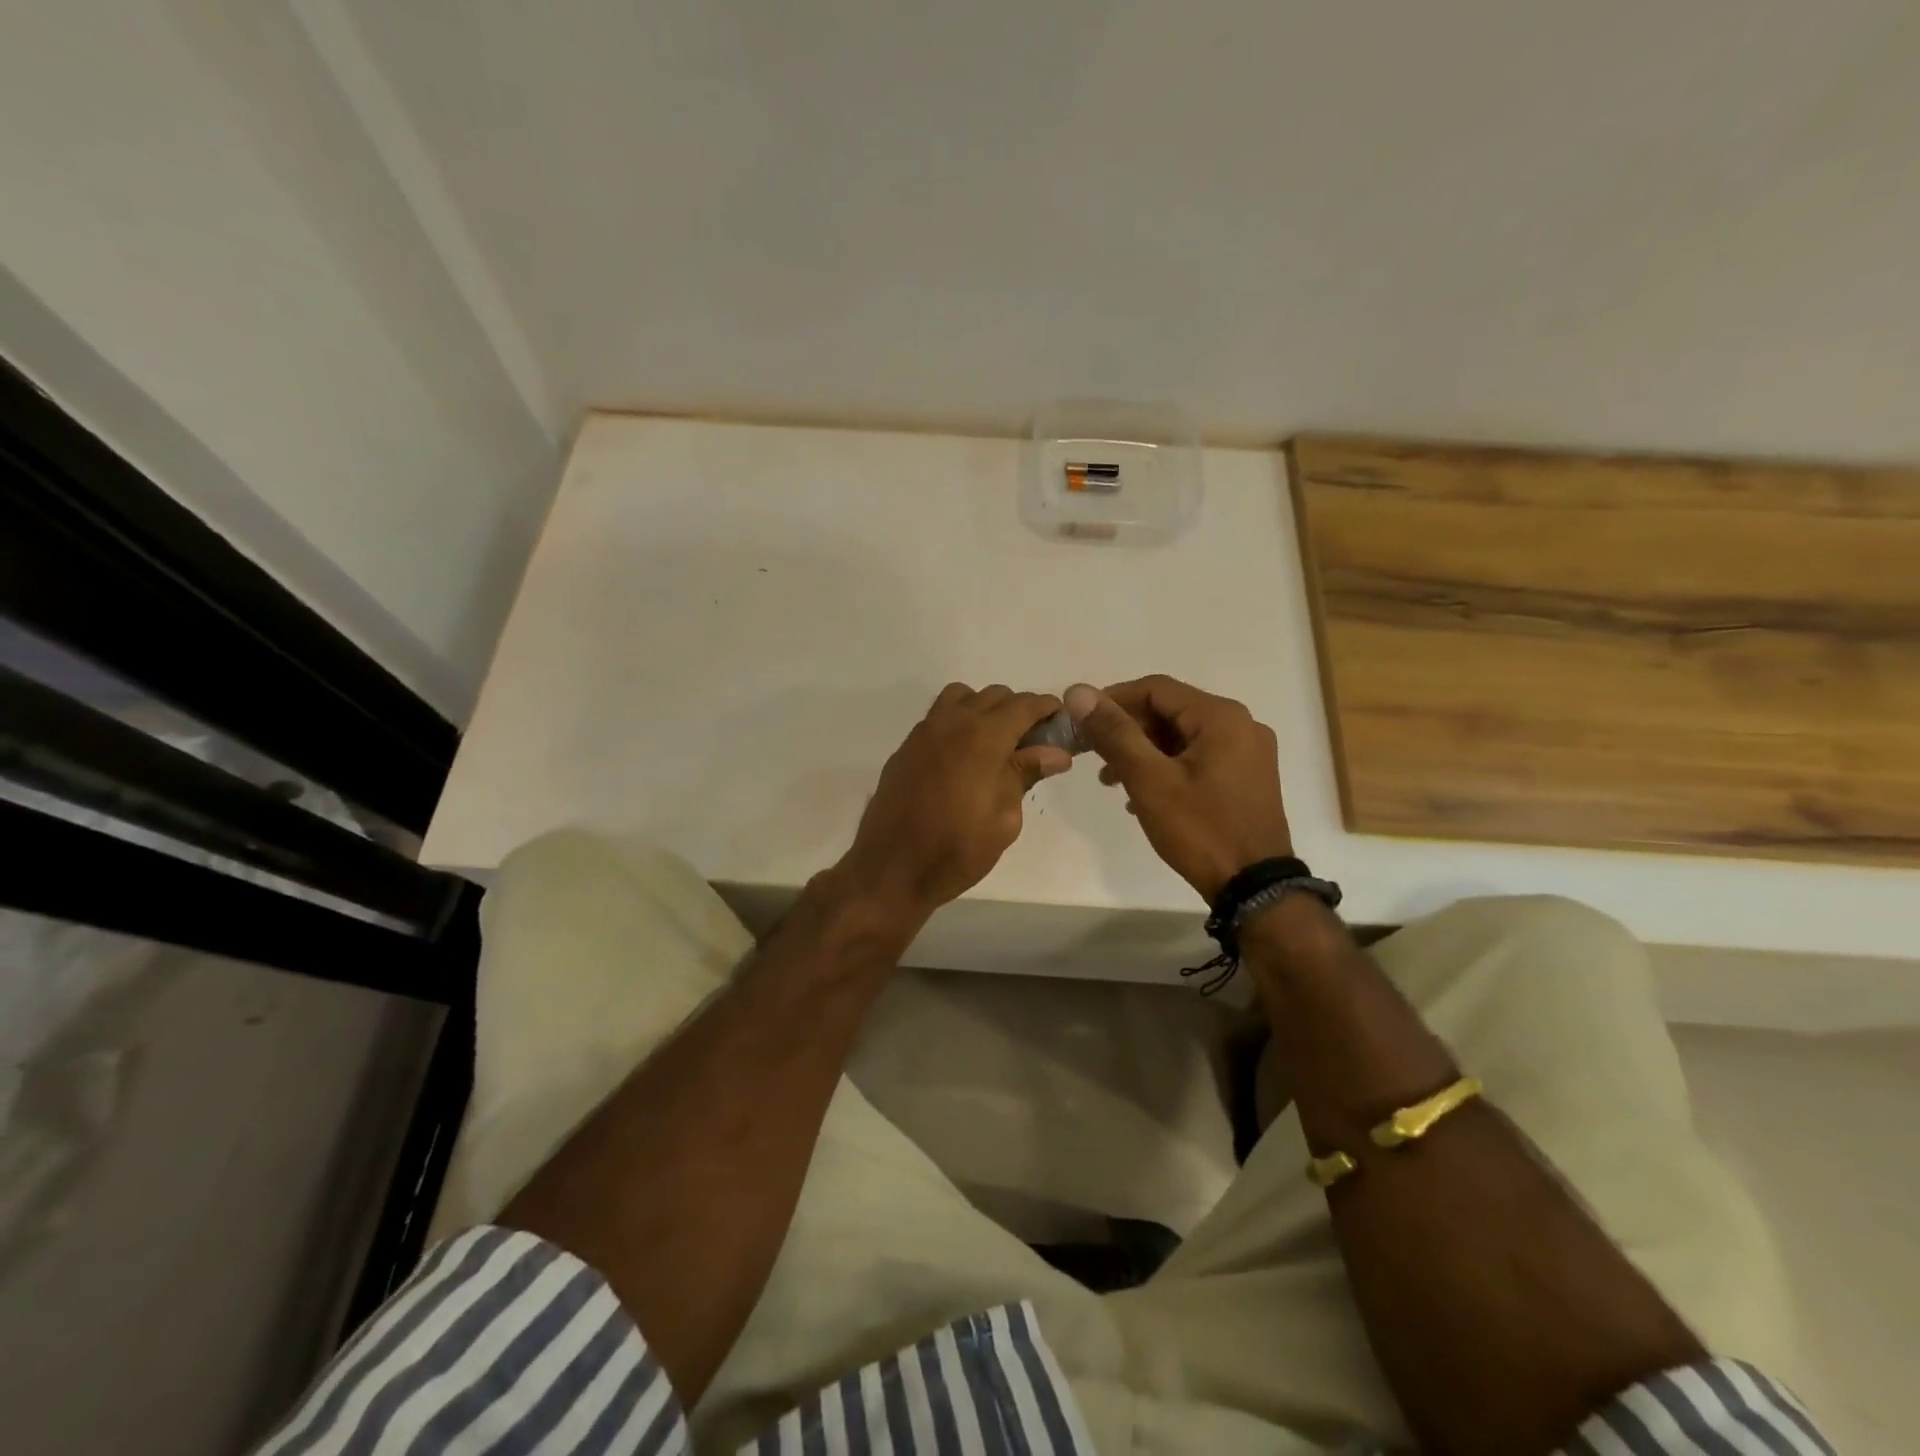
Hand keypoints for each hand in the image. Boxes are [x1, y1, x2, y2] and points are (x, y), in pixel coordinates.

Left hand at [835, 684, 1071, 922]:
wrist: (891, 869)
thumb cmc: (957, 849)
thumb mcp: (1004, 818)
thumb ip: (1026, 774)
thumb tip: (1055, 752)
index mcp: (983, 736)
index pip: (1024, 705)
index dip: (1047, 708)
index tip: (1061, 723)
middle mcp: (952, 722)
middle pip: (994, 696)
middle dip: (1018, 710)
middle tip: (1033, 743)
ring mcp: (924, 732)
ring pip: (962, 698)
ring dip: (985, 710)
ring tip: (996, 745)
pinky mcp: (906, 748)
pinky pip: (938, 718)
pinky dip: (959, 723)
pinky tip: (964, 759)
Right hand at [1066, 675, 1292, 902]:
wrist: (1254, 889)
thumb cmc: (1200, 830)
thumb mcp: (1149, 780)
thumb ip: (1114, 733)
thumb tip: (1079, 692)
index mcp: (1222, 716)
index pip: (1156, 688)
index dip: (1113, 700)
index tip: (1081, 722)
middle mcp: (1241, 725)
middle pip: (1170, 711)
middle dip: (1128, 730)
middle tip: (1093, 754)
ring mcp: (1248, 753)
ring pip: (1183, 736)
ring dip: (1144, 751)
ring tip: (1111, 780)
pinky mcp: (1247, 778)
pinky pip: (1198, 757)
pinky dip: (1167, 766)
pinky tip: (1142, 794)